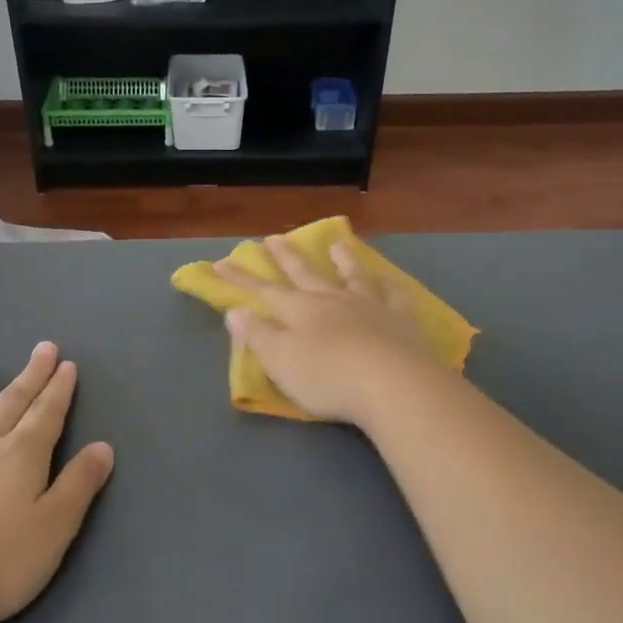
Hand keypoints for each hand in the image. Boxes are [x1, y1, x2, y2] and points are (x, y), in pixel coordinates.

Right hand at [215, 235, 444, 424]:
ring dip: (342, 260)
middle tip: (274, 237)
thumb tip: (235, 310)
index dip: (241, 279)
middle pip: (305, 274)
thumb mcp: (281, 361)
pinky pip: (393, 296)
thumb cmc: (328, 378)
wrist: (394, 384)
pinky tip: (387, 281)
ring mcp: (369, 306)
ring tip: (336, 244)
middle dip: (287, 257)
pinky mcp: (401, 320)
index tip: (221, 262)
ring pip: (352, 276)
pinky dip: (387, 286)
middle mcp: (332, 300)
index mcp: (300, 310)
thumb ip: (258, 335)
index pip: (264, 291)